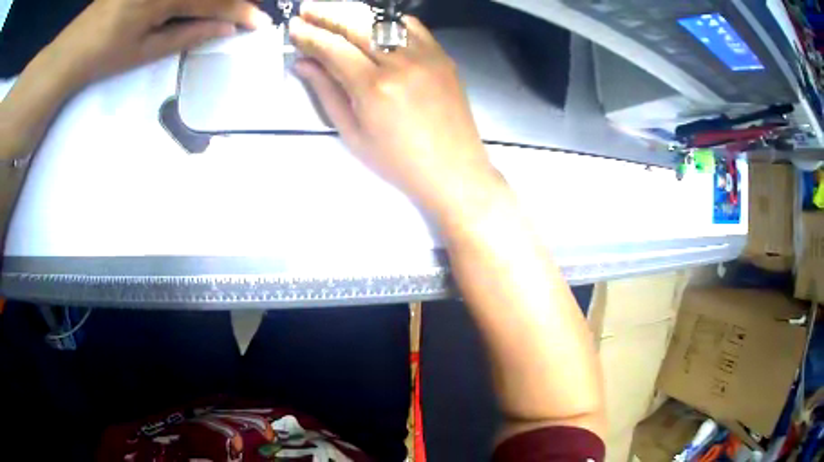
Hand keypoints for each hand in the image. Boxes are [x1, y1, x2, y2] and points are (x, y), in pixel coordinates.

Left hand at [43, 0, 271, 89]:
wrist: (71, 49)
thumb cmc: (104, 57)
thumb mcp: (145, 52)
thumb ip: (188, 34)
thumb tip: (226, 28)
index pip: (212, 1)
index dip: (238, 11)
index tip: (260, 22)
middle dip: (231, 0)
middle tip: (248, 10)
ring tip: (226, 9)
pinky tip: (197, 6)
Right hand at [289, 2, 495, 214]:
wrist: (453, 170)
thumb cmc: (398, 162)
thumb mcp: (353, 134)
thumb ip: (326, 92)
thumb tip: (302, 63)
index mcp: (374, 88)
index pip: (333, 48)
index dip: (310, 35)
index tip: (293, 27)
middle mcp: (400, 63)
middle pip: (356, 26)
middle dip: (327, 14)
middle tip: (307, 10)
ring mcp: (426, 56)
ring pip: (382, 21)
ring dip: (354, 13)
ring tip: (332, 11)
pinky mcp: (442, 56)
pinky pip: (411, 26)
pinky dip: (387, 20)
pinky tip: (371, 21)